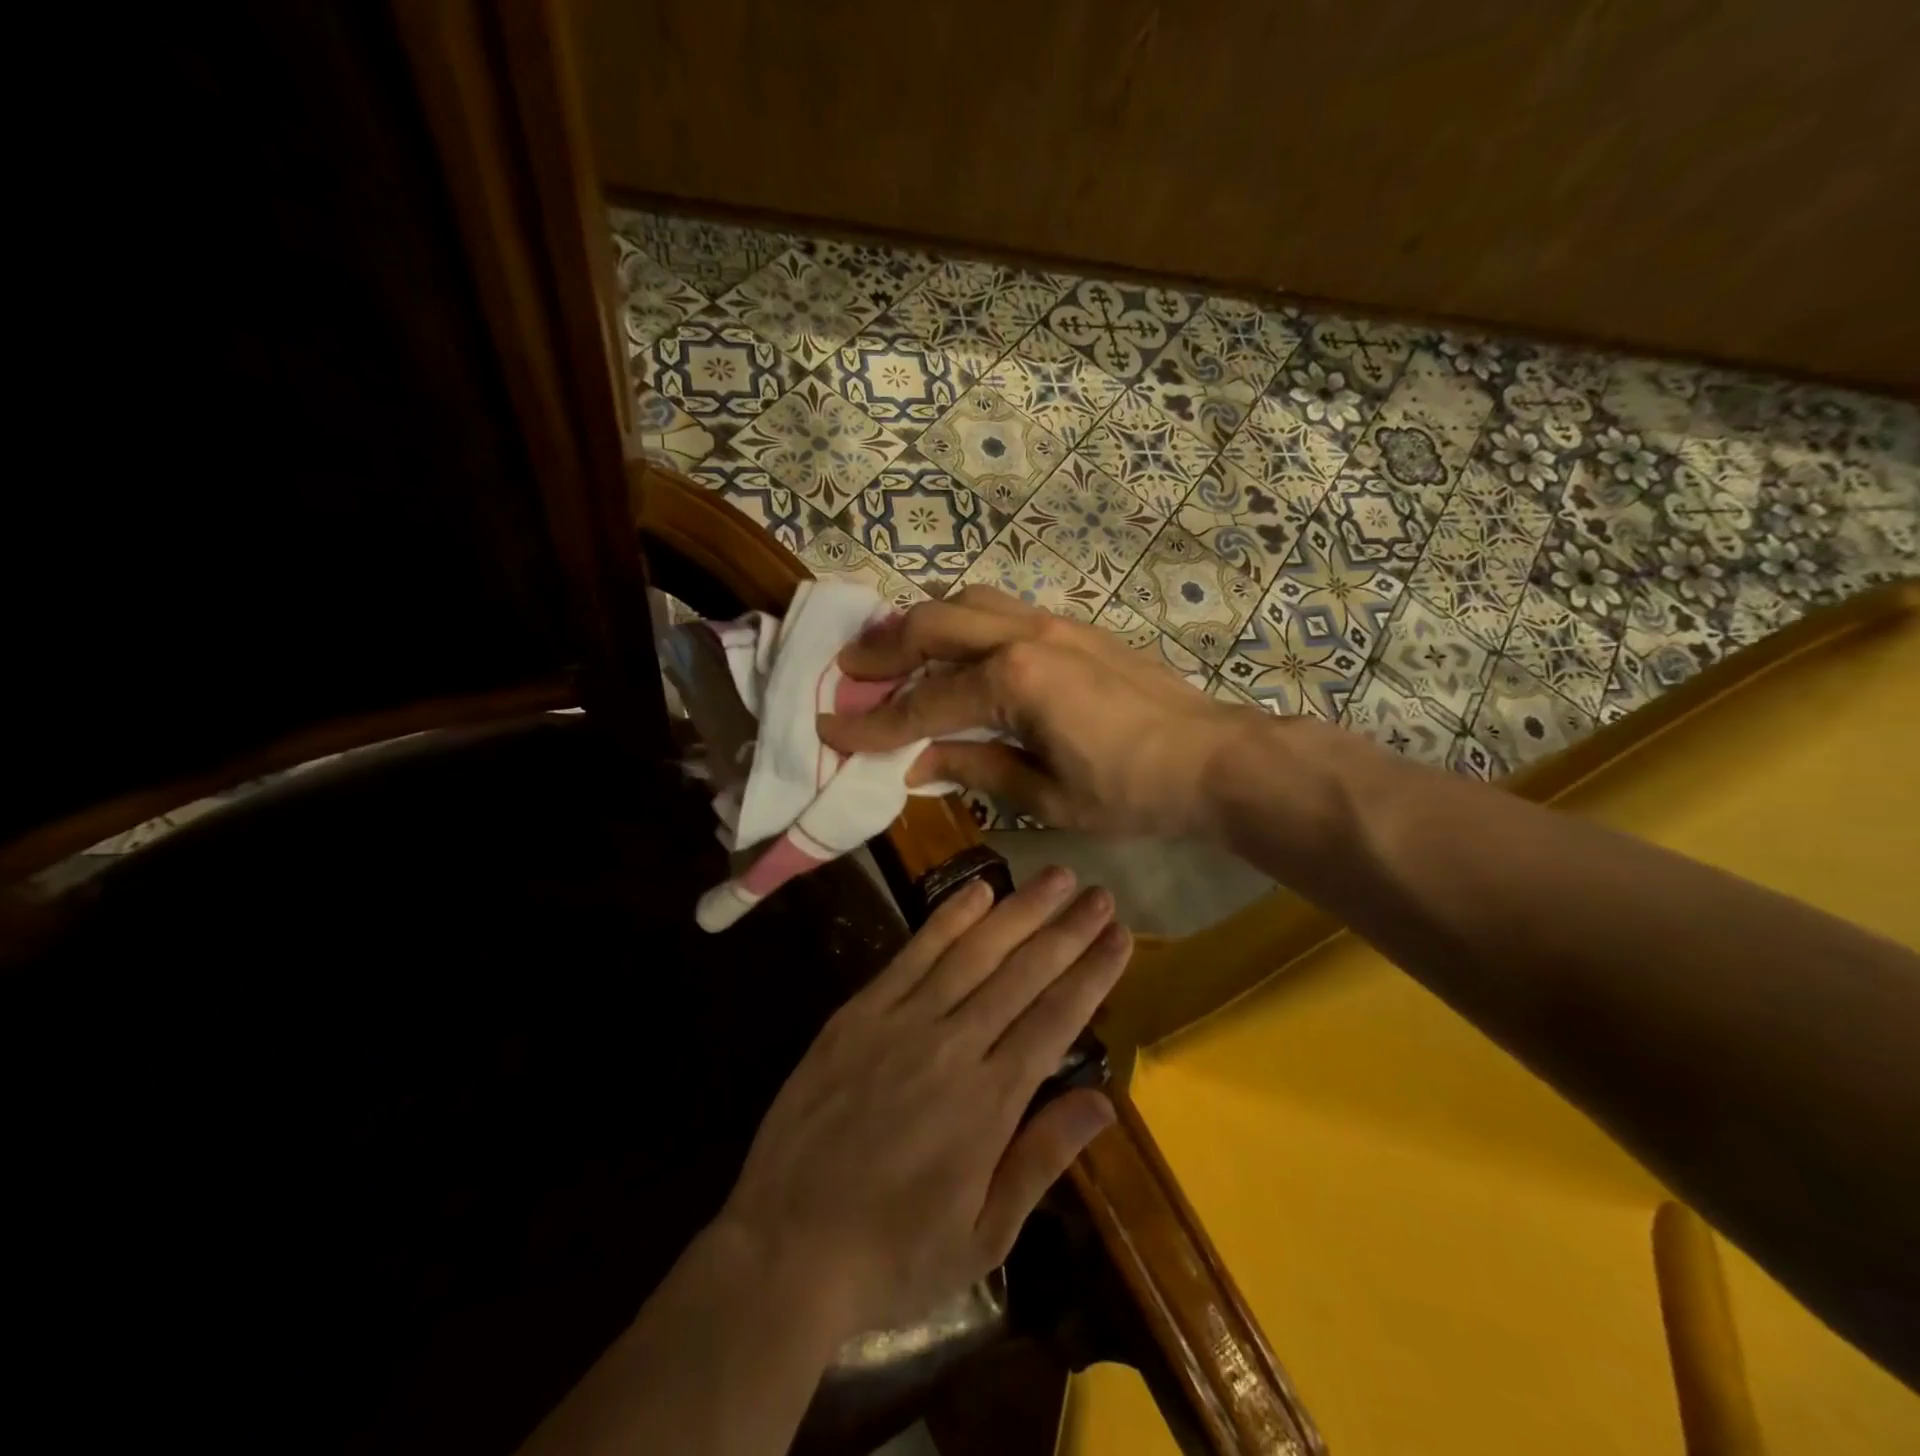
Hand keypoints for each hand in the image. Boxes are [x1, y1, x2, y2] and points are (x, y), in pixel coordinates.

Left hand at [717, 865, 1128, 1338]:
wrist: (784, 1248)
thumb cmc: (893, 1253)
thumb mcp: (984, 1236)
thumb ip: (1042, 1157)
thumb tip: (1104, 1101)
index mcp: (990, 1101)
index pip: (1056, 1018)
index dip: (1092, 973)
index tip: (1120, 936)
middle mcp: (954, 1046)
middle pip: (1023, 973)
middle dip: (1068, 930)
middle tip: (1101, 893)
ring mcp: (903, 1022)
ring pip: (975, 952)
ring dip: (1019, 911)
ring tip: (1056, 876)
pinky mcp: (859, 1013)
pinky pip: (912, 955)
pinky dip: (948, 919)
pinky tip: (978, 891)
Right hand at [818, 586, 1257, 836]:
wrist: (1213, 758)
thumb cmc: (1130, 790)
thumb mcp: (1045, 795)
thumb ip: (975, 768)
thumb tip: (917, 762)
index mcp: (1013, 682)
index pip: (923, 703)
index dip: (873, 725)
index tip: (830, 730)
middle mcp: (1024, 637)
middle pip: (932, 624)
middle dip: (882, 649)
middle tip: (847, 671)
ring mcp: (1052, 622)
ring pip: (966, 600)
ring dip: (922, 622)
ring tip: (896, 652)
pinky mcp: (1073, 625)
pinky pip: (1000, 607)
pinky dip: (963, 619)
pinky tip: (957, 648)